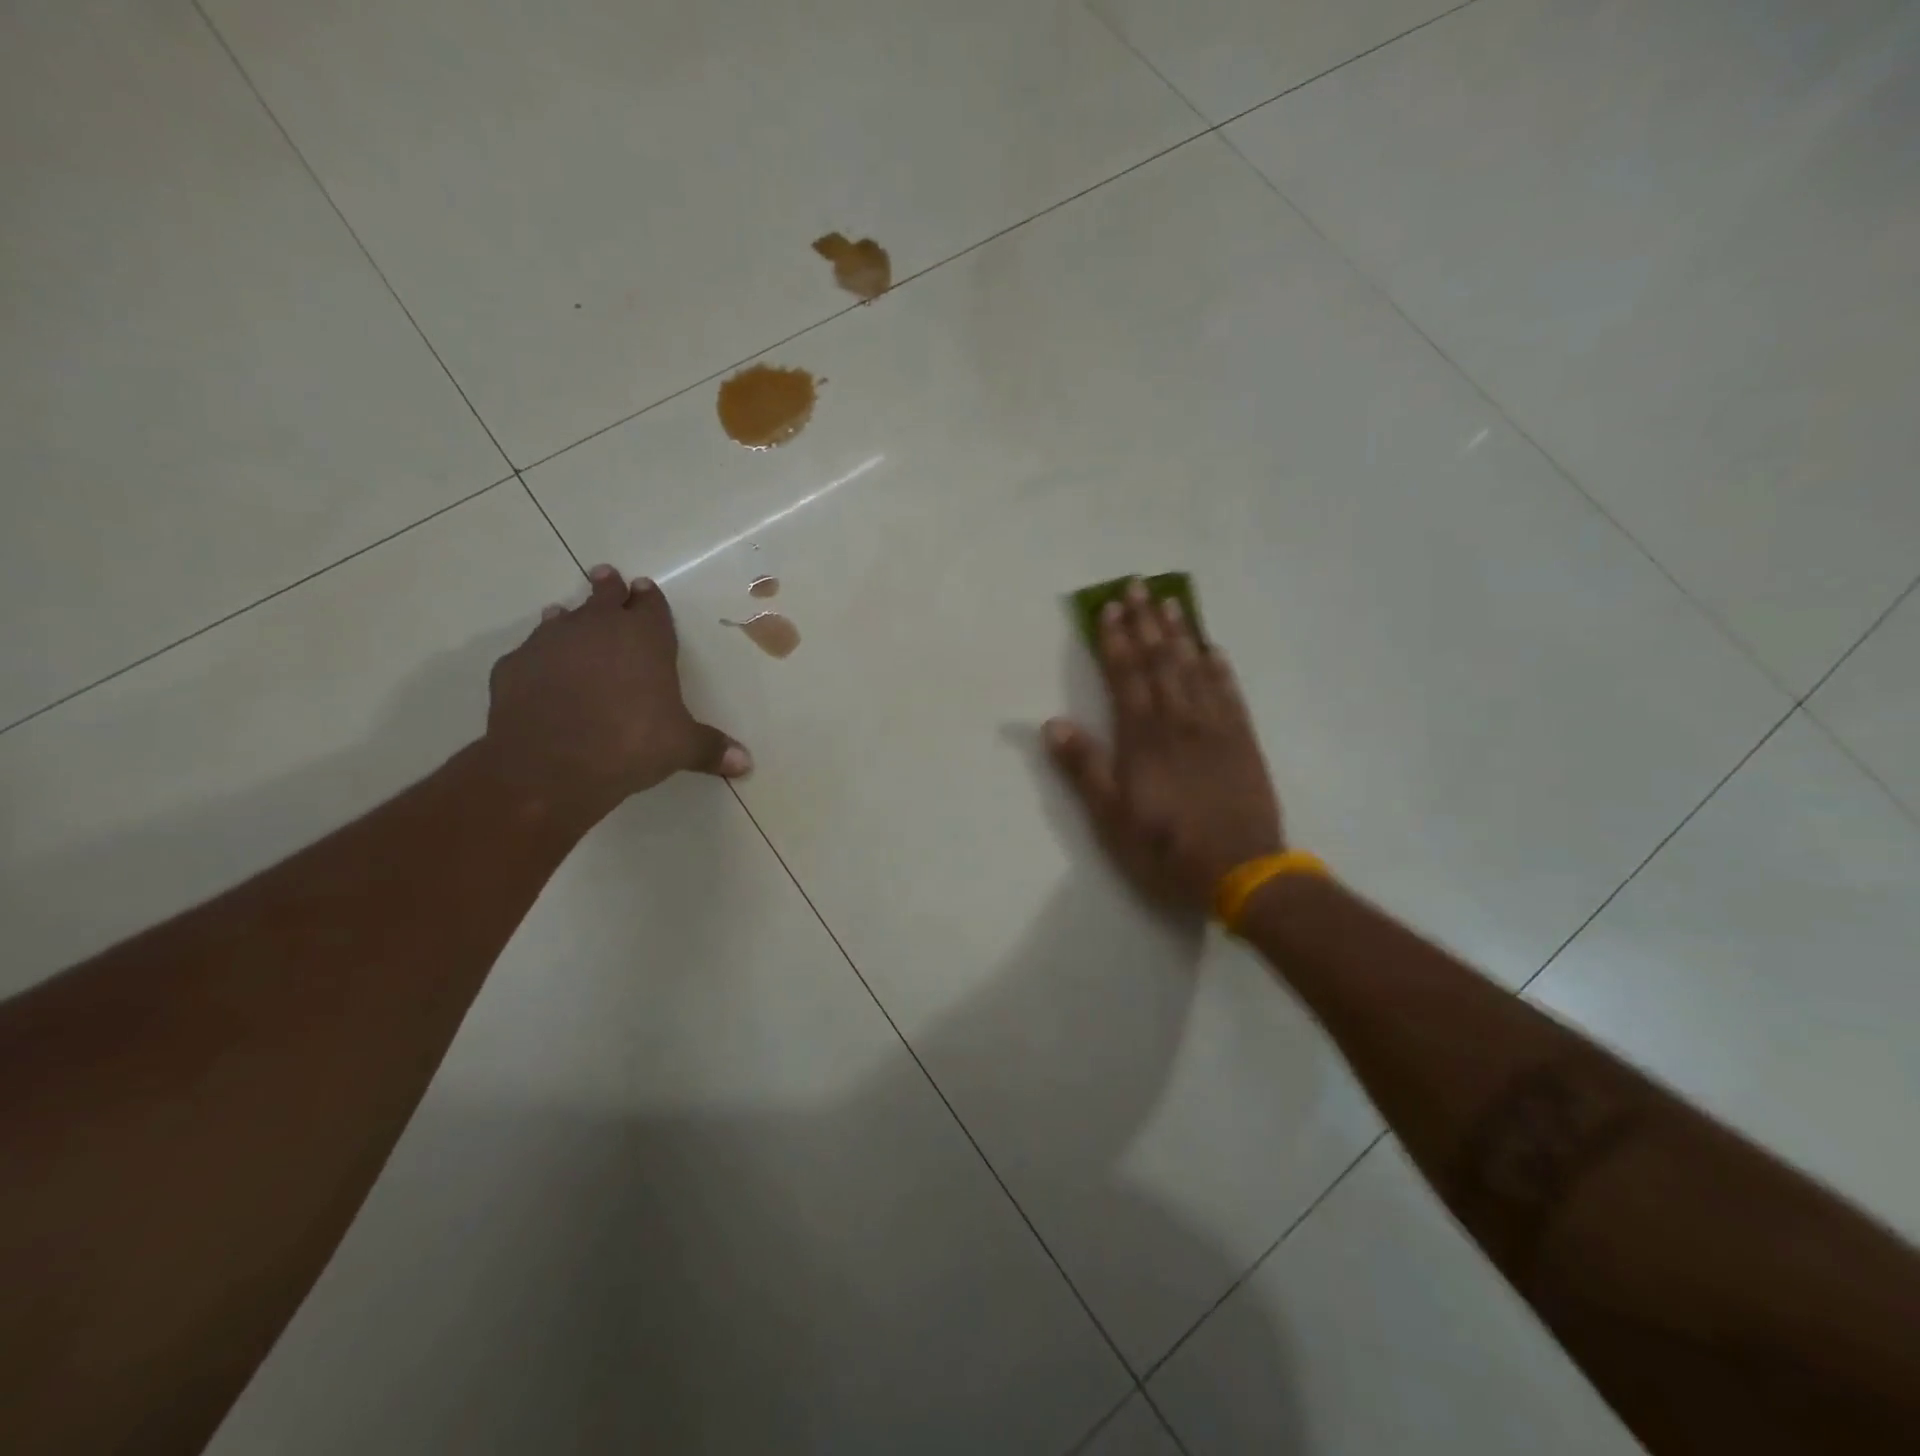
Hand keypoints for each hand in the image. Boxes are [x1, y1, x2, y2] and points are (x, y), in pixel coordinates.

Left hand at [483, 564, 750, 821]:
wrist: (551, 763)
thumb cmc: (631, 743)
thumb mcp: (681, 747)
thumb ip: (711, 748)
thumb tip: (745, 763)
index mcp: (645, 638)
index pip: (650, 606)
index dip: (648, 598)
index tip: (643, 588)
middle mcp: (597, 628)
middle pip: (603, 596)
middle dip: (607, 587)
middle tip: (606, 576)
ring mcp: (550, 642)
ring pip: (562, 618)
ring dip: (569, 617)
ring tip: (566, 614)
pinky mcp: (514, 666)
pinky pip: (530, 652)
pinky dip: (539, 656)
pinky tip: (540, 669)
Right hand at [1045, 580, 1282, 913]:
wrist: (1240, 870)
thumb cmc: (1165, 846)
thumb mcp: (1111, 816)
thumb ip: (1084, 767)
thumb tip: (1052, 723)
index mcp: (1143, 736)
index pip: (1125, 675)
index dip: (1115, 640)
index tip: (1108, 607)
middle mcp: (1179, 720)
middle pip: (1160, 660)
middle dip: (1146, 622)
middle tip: (1138, 585)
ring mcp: (1215, 727)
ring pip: (1195, 668)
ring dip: (1181, 633)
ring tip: (1171, 602)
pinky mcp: (1243, 740)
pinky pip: (1230, 693)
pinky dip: (1220, 668)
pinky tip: (1213, 649)